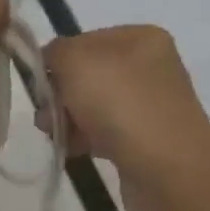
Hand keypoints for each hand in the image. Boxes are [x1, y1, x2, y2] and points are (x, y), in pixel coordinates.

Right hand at [42, 26, 209, 210]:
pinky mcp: (148, 139)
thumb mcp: (76, 61)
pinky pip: (106, 131)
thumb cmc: (121, 105)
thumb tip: (50, 64)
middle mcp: (150, 66)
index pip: (83, 40)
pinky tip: (72, 149)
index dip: (56, 60)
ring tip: (55, 135)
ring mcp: (152, 104)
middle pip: (87, 73)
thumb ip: (54, 52)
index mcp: (141, 38)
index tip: (40, 85)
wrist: (169, 172)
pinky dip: (85, 138)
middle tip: (45, 114)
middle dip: (60, 93)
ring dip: (67, 117)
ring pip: (93, 104)